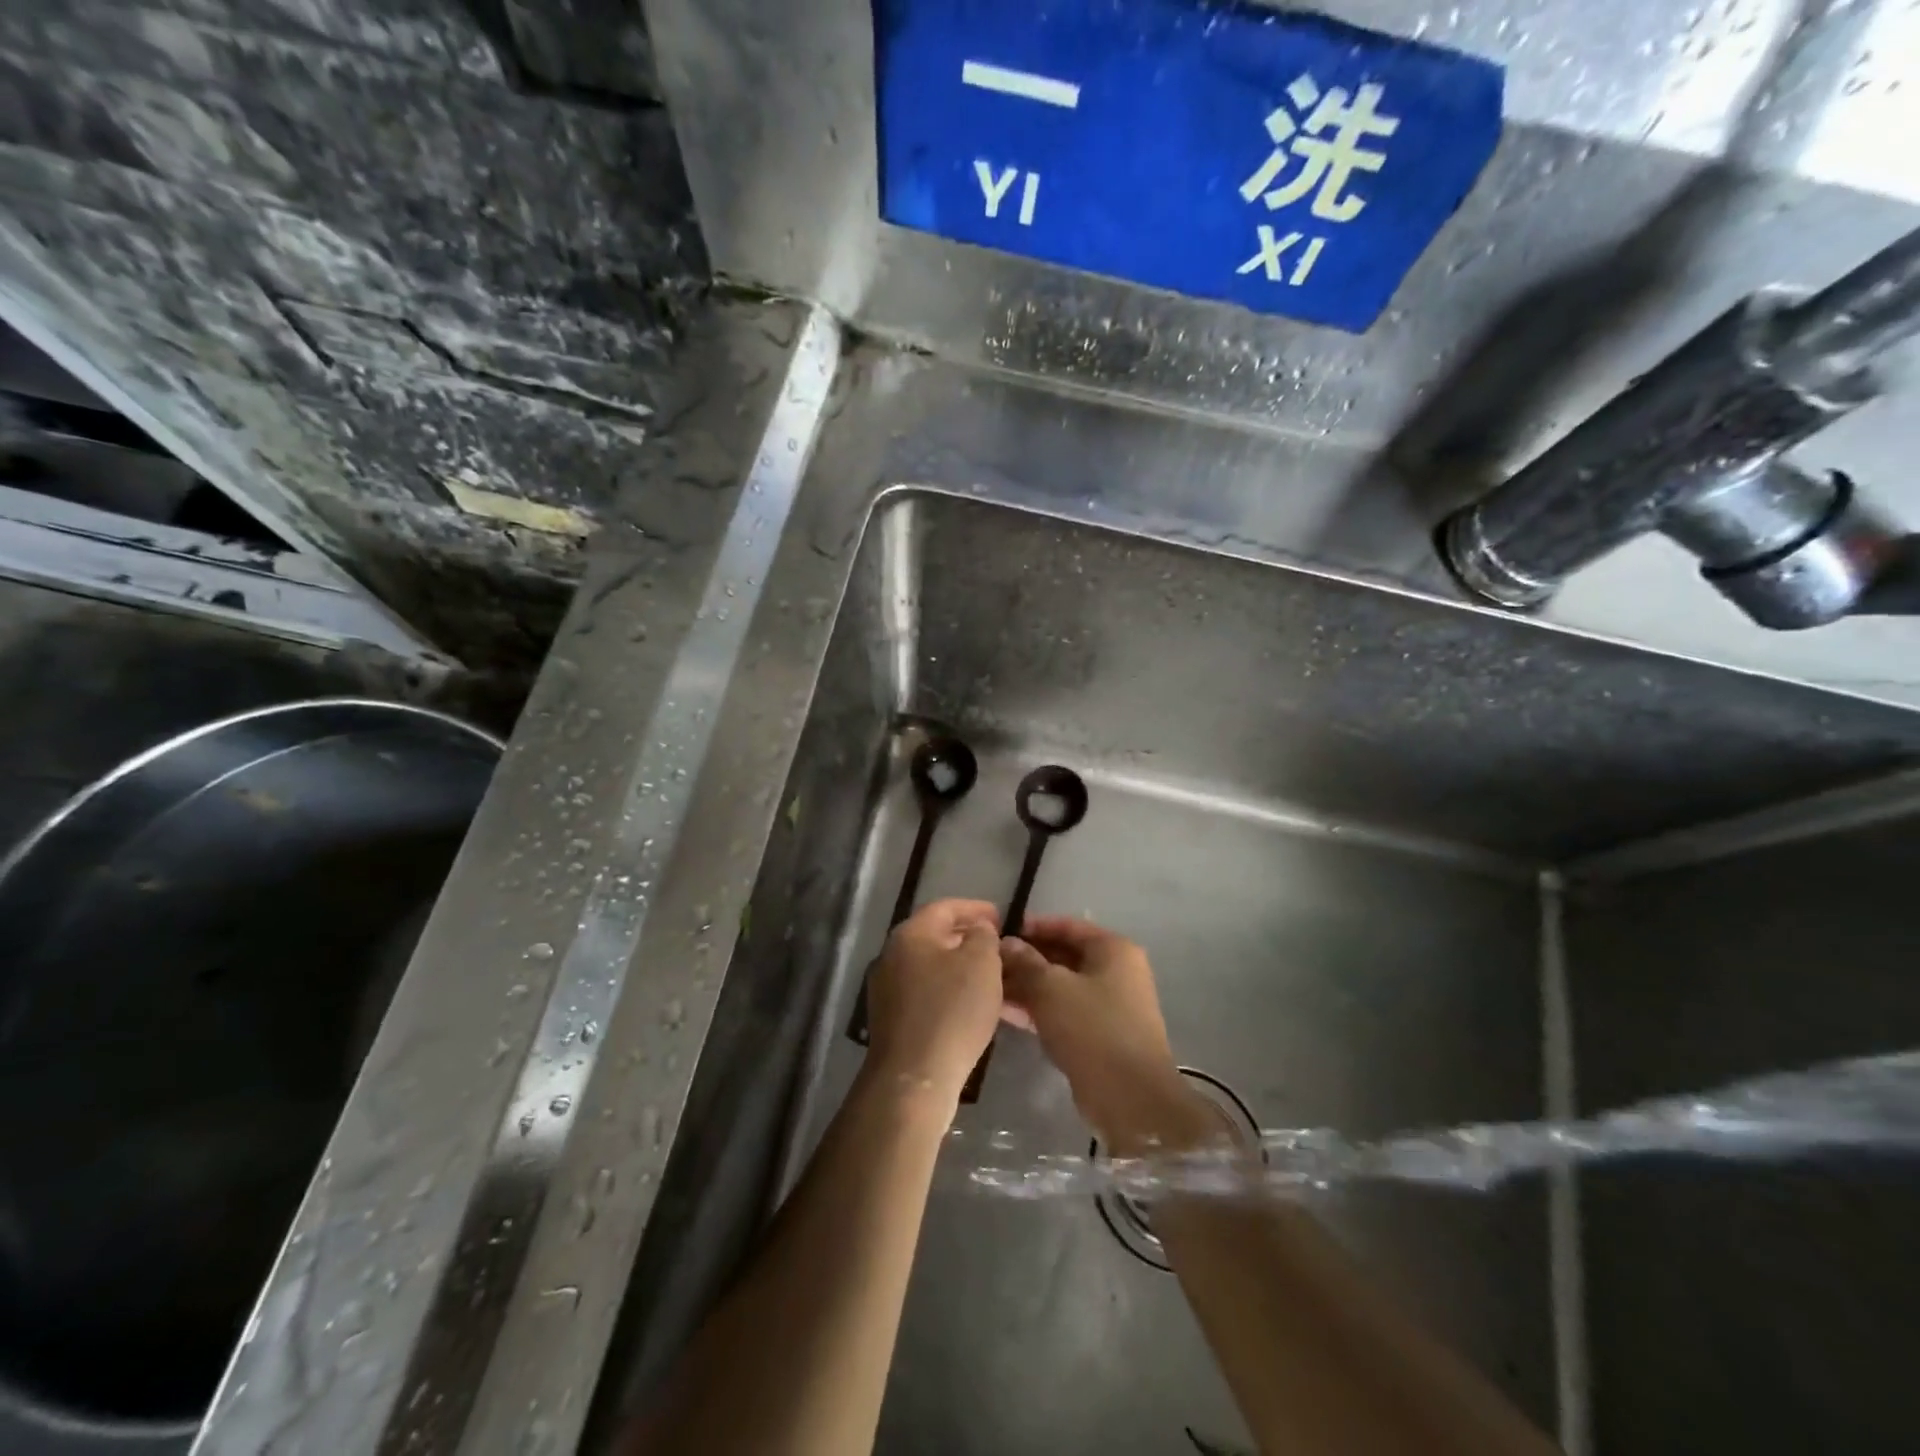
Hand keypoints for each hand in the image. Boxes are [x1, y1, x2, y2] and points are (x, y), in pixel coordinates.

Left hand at [864, 898, 1003, 1110]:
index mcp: (910, 934)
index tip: (1001, 917)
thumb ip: (983, 936)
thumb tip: (978, 930)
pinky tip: (967, 1005)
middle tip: (996, 945)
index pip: (945, 907)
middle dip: (966, 937)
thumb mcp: (981, 964)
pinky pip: (923, 992)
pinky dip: (946, 990)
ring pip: (929, 965)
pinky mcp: (890, 1019)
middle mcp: (891, 955)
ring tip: (988, 976)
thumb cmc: (952, 1011)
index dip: (975, 908)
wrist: (914, 1077)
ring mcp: (886, 989)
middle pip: (933, 935)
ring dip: (957, 966)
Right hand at [1000, 916, 1220, 1153]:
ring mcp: (1110, 1005)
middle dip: (1026, 959)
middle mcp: (1116, 971)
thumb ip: (1026, 962)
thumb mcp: (1051, 989)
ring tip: (989, 987)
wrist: (1131, 1098)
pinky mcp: (1100, 1035)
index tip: (1000, 932)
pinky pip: (1064, 1011)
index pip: (1067, 926)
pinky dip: (1038, 1009)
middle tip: (990, 963)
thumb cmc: (1093, 1029)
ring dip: (1028, 986)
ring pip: (1061, 986)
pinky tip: (1005, 1011)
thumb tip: (1005, 943)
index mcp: (1113, 950)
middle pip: (1064, 956)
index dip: (1033, 927)